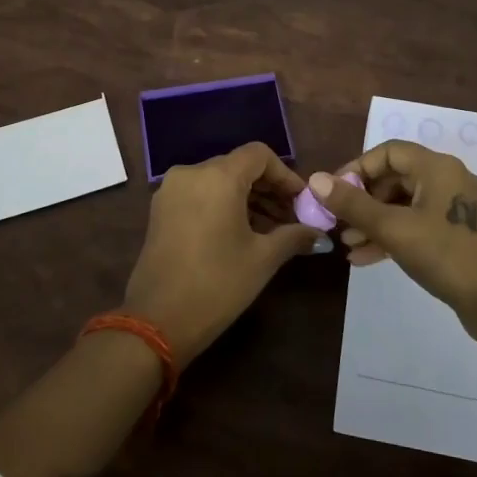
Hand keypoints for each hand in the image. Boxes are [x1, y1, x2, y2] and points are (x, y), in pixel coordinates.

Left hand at [124, 143, 317, 363]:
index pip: (259, 155)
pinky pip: (200, 194)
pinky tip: (241, 233)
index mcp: (218, 177)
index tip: (302, 202)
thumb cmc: (217, 284)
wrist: (157, 321)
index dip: (285, 175)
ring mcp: (171, 191)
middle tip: (292, 218)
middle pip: (238, 166)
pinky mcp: (160, 210)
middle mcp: (191, 173)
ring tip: (272, 230)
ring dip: (247, 198)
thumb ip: (294, 236)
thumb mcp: (263, 259)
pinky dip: (223, 205)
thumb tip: (319, 233)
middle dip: (268, 189)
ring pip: (218, 181)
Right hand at [306, 141, 476, 341]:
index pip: (388, 153)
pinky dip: (394, 236)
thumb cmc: (445, 255)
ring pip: (406, 205)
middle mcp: (450, 180)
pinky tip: (366, 258)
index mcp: (438, 168)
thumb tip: (315, 180)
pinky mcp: (460, 235)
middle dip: (363, 200)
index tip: (334, 192)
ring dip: (374, 221)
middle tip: (338, 221)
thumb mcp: (393, 229)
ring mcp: (457, 209)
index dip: (357, 168)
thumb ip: (353, 204)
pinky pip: (419, 225)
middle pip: (396, 178)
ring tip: (348, 243)